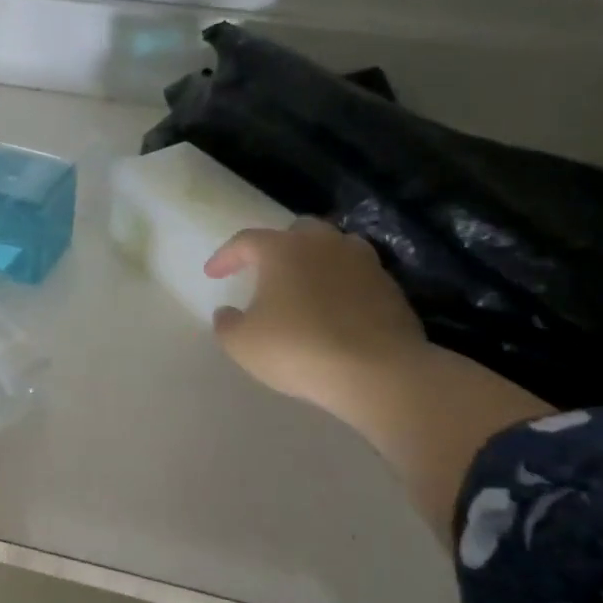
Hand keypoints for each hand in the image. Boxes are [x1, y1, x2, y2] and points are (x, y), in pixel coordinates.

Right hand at [205, 221, 425, 412]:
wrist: (376, 371)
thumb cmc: (298, 348)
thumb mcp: (243, 343)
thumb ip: (227, 324)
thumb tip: (226, 312)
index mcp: (283, 249)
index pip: (246, 241)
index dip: (226, 256)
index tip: (213, 274)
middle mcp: (324, 244)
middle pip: (297, 232)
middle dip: (277, 247)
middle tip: (265, 270)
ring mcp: (363, 263)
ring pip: (334, 248)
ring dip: (316, 260)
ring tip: (305, 284)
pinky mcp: (390, 287)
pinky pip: (358, 276)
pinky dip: (342, 285)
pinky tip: (336, 309)